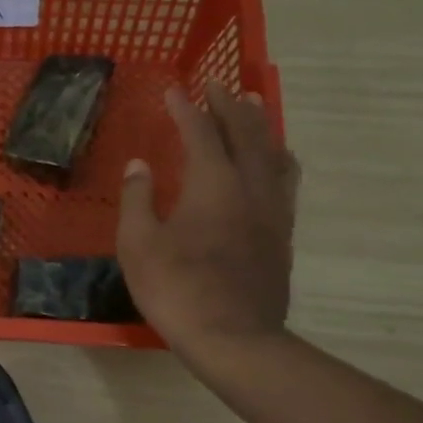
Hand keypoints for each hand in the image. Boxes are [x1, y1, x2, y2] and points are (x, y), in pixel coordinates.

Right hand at [117, 83, 298, 360]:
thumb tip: (140, 164)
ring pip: (273, 152)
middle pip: (245, 132)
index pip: (200, 132)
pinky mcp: (283, 234)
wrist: (233, 337)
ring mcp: (272, 210)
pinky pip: (285, 180)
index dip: (186, 108)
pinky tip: (274, 161)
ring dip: (261, 124)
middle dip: (229, 105)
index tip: (174, 90)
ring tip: (254, 106)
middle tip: (217, 85)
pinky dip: (277, 158)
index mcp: (212, 183)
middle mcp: (249, 186)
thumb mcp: (138, 244)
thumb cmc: (176, 289)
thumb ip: (138, 199)